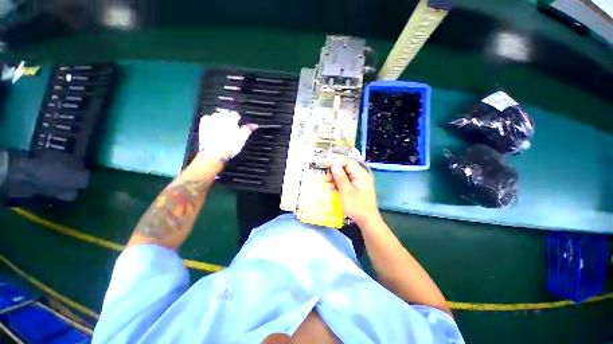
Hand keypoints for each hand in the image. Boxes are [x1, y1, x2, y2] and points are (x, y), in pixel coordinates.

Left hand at [198, 110, 256, 158]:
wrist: (215, 153)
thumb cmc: (231, 145)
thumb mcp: (242, 138)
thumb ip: (248, 129)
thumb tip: (255, 125)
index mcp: (231, 118)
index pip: (235, 114)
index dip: (237, 121)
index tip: (238, 127)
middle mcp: (220, 116)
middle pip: (225, 114)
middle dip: (228, 119)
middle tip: (230, 130)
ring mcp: (210, 119)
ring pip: (216, 116)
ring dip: (219, 120)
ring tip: (221, 130)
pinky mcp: (202, 124)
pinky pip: (207, 119)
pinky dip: (211, 123)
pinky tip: (213, 129)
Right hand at [326, 160, 379, 225]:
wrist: (367, 221)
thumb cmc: (356, 206)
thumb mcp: (346, 191)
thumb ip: (340, 177)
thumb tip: (334, 165)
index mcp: (361, 174)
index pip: (347, 163)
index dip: (335, 162)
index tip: (325, 165)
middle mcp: (361, 176)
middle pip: (346, 169)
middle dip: (335, 172)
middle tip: (326, 178)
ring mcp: (359, 183)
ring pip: (345, 176)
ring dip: (336, 179)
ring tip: (328, 184)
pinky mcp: (357, 189)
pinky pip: (347, 183)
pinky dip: (339, 184)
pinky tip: (333, 188)